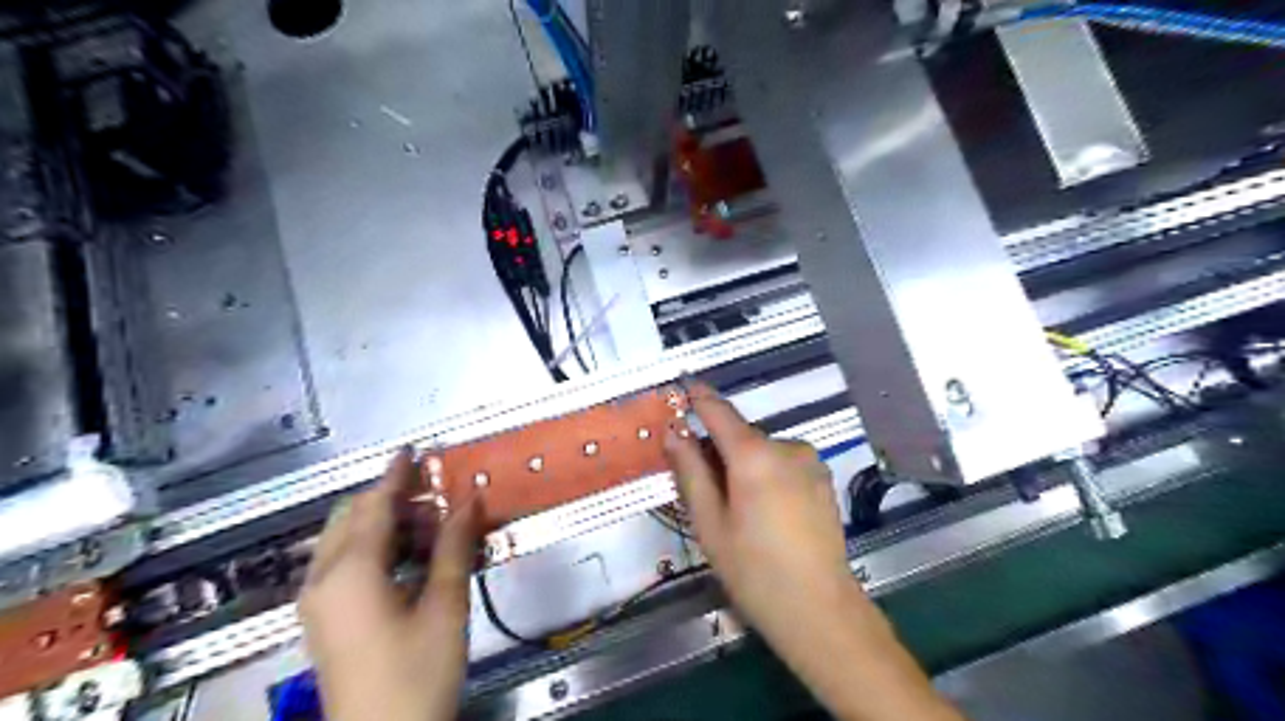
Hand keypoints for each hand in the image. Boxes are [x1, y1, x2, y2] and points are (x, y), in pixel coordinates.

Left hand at [303, 447, 482, 720]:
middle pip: (352, 516)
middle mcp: (324, 579)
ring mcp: (318, 601)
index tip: (413, 449)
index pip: (375, 505)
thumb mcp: (444, 606)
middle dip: (392, 497)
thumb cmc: (417, 673)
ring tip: (432, 527)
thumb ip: (453, 546)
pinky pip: (344, 563)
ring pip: (346, 539)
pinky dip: (376, 546)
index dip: (396, 474)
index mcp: (351, 571)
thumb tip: (471, 499)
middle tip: (437, 496)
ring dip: (386, 522)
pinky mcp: (325, 618)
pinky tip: (410, 557)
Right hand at [667, 383, 958, 720]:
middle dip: (718, 449)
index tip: (683, 385)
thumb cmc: (754, 569)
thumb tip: (674, 432)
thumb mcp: (709, 523)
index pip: (720, 412)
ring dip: (744, 464)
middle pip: (740, 436)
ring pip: (762, 451)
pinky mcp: (823, 477)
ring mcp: (810, 461)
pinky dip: (766, 472)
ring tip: (737, 508)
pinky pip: (784, 462)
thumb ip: (690, 471)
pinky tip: (766, 511)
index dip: (699, 398)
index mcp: (754, 455)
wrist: (819, 608)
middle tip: (701, 485)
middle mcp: (786, 447)